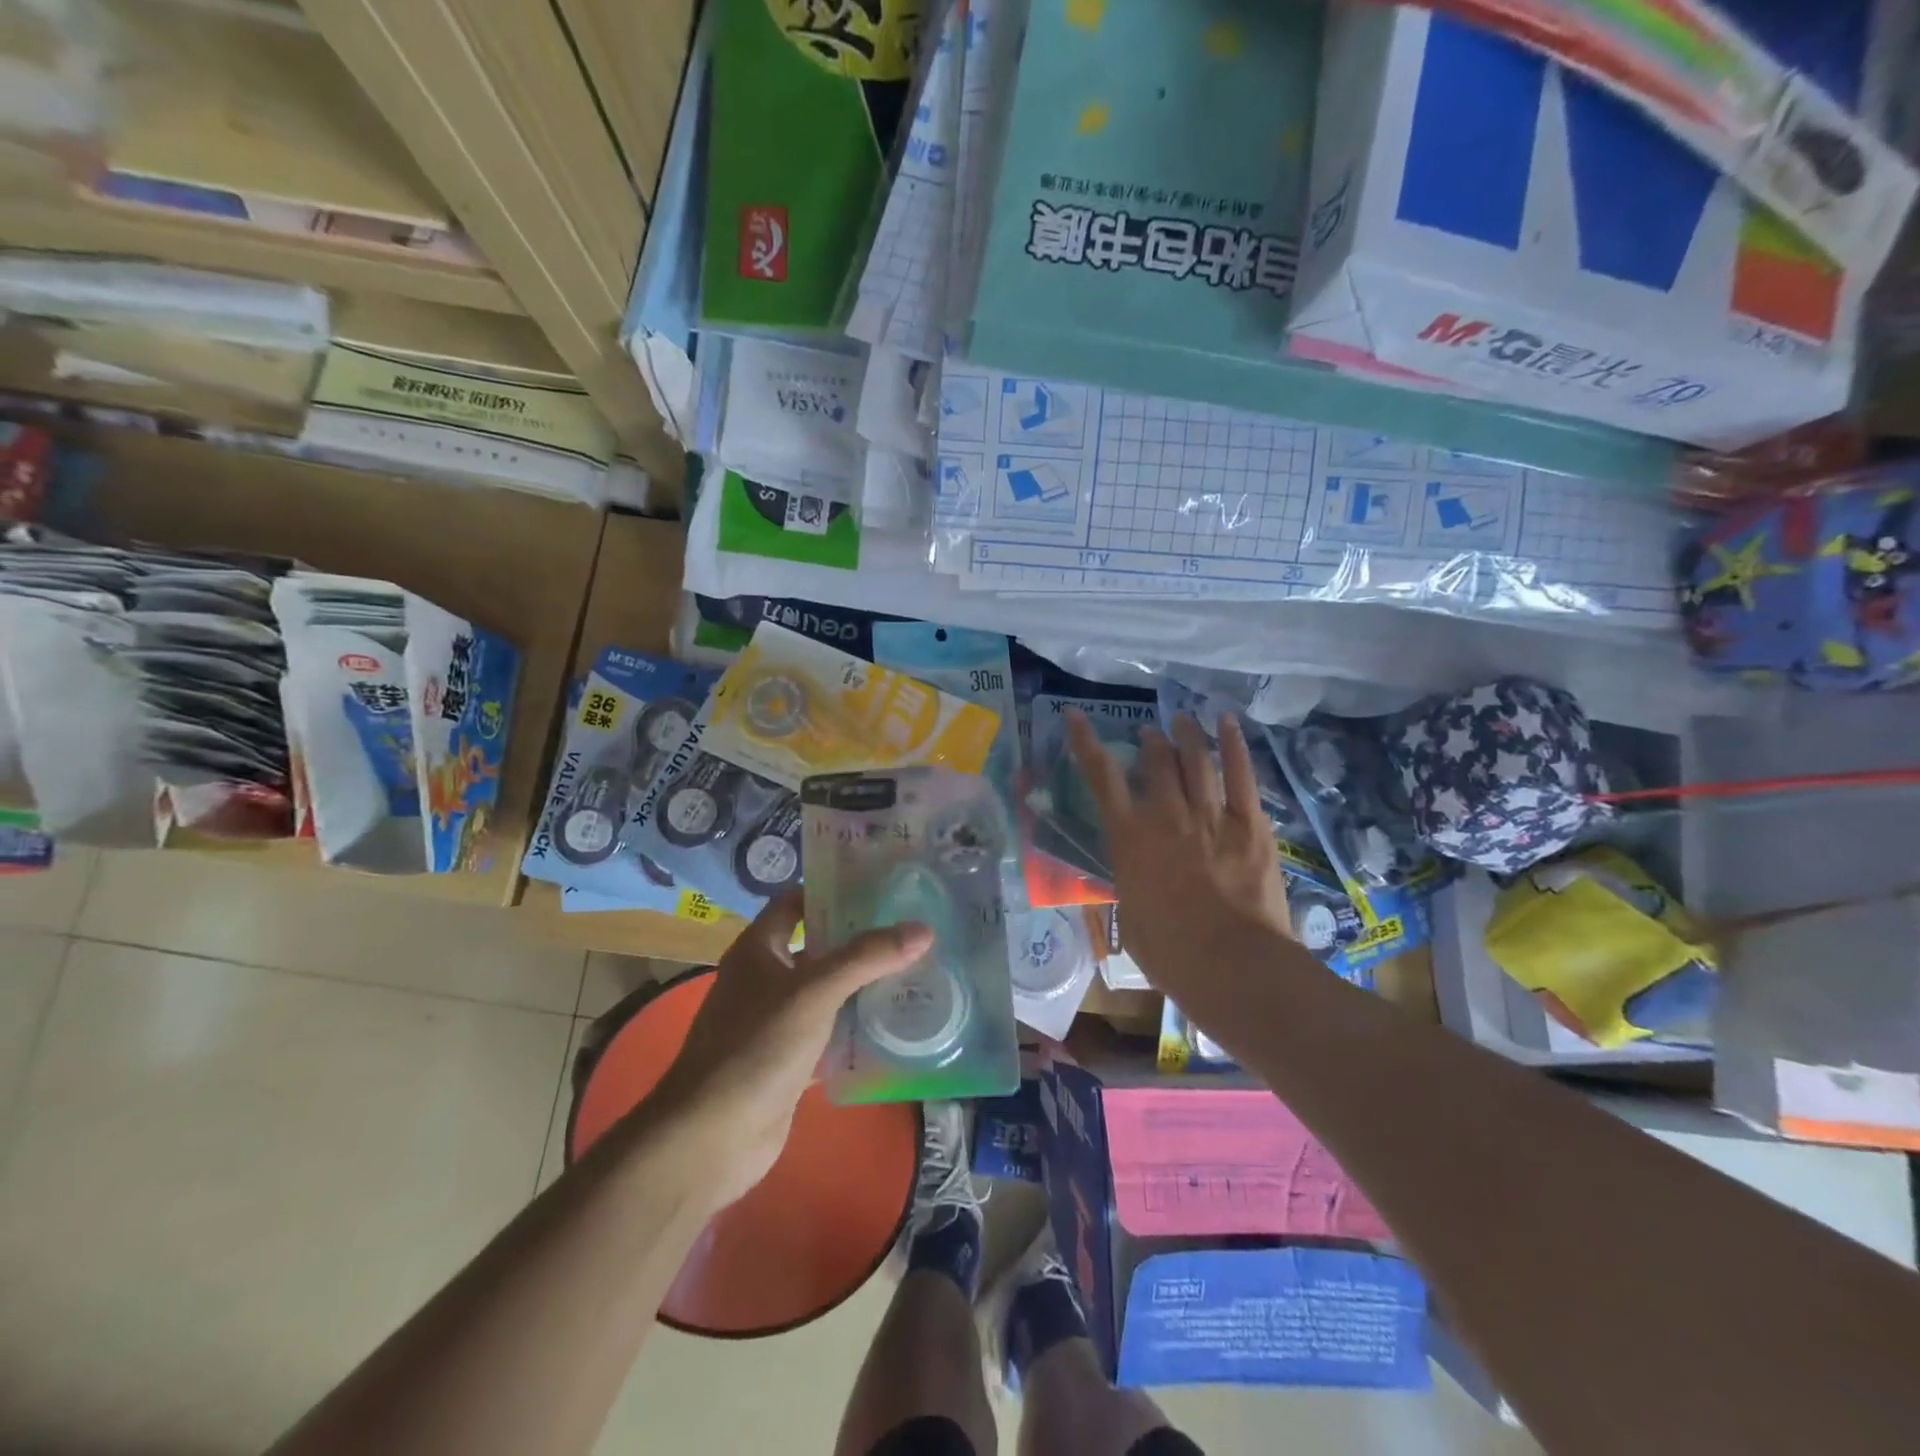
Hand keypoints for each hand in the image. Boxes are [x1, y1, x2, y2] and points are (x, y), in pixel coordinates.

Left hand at [648, 892, 932, 1208]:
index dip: (830, 890)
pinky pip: (828, 1034)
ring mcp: (774, 1022)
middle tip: (909, 929)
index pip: (794, 902)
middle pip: (816, 947)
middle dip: (858, 940)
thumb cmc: (757, 1047)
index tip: (878, 887)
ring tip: (914, 970)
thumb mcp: (815, 992)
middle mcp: (764, 979)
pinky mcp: (787, 1061)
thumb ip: (867, 958)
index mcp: (758, 949)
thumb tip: (923, 929)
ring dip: (862, 985)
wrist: (711, 1138)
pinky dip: (855, 1030)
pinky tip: (894, 1026)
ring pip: (825, 992)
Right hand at [1067, 710, 1290, 1010]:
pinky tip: (1225, 722)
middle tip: (1150, 734)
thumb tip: (1131, 870)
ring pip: (1195, 759)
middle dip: (1150, 740)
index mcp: (1129, 837)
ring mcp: (1211, 815)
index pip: (1101, 777)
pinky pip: (1240, 773)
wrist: (1232, 965)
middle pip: (1156, 760)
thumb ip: (1129, 879)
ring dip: (1186, 735)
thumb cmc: (1170, 952)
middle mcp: (1166, 814)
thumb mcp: (1130, 913)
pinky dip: (1232, 743)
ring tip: (1181, 720)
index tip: (1075, 716)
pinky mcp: (1250, 823)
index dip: (1085, 742)